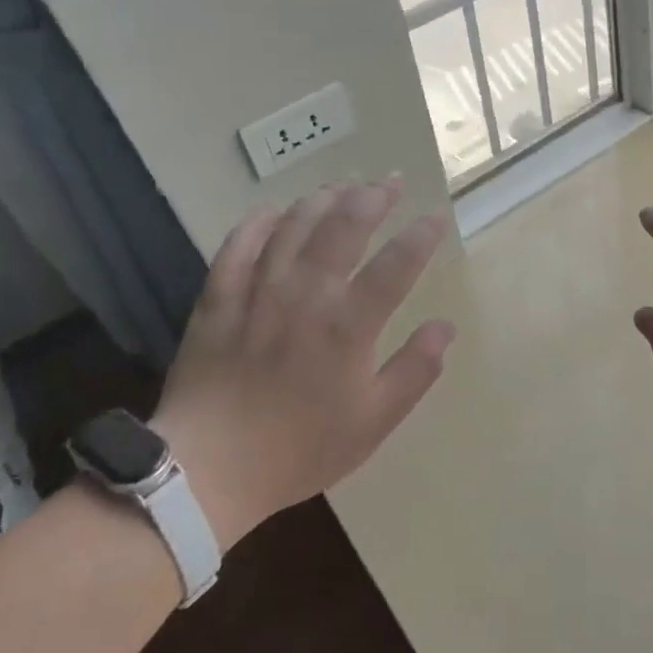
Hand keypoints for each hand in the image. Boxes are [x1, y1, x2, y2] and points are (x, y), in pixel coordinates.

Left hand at [152, 176, 454, 544]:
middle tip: (389, 180)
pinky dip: (259, 221)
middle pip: (344, 226)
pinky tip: (275, 210)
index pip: (397, 263)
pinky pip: (239, 245)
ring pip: (294, 225)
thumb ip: (415, 370)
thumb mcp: (373, 421)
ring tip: (343, 186)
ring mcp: (258, 291)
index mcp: (348, 325)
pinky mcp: (218, 298)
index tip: (436, 216)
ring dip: (323, 199)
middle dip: (372, 197)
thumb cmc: (300, 449)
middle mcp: (306, 294)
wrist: (207, 471)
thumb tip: (446, 326)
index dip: (422, 234)